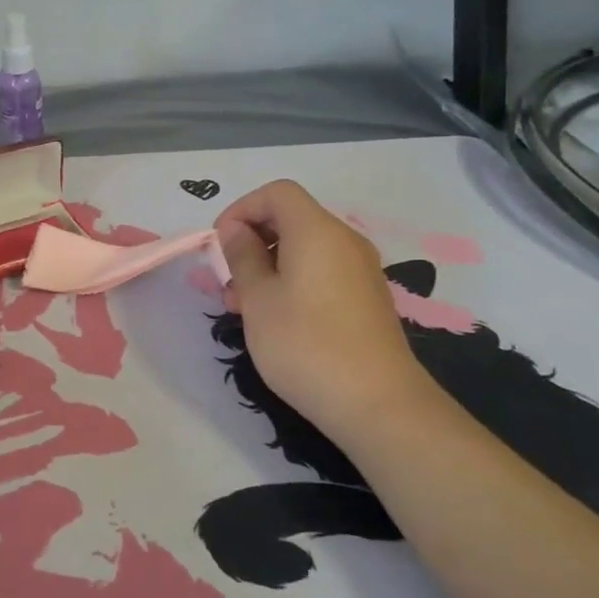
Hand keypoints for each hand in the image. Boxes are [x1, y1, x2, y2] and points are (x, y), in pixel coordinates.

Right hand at [214, 180, 427, 431]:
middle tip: (228, 280)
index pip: (276, 193)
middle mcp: (344, 241)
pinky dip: (293, 280)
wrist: (377, 404)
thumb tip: (236, 230)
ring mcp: (360, 270)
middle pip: (291, 218)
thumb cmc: (305, 344)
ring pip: (304, 248)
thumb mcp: (258, 298)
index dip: (242, 209)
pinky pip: (322, 271)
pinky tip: (277, 318)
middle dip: (252, 240)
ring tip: (245, 306)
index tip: (220, 244)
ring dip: (269, 264)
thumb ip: (242, 256)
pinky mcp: (366, 298)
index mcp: (316, 231)